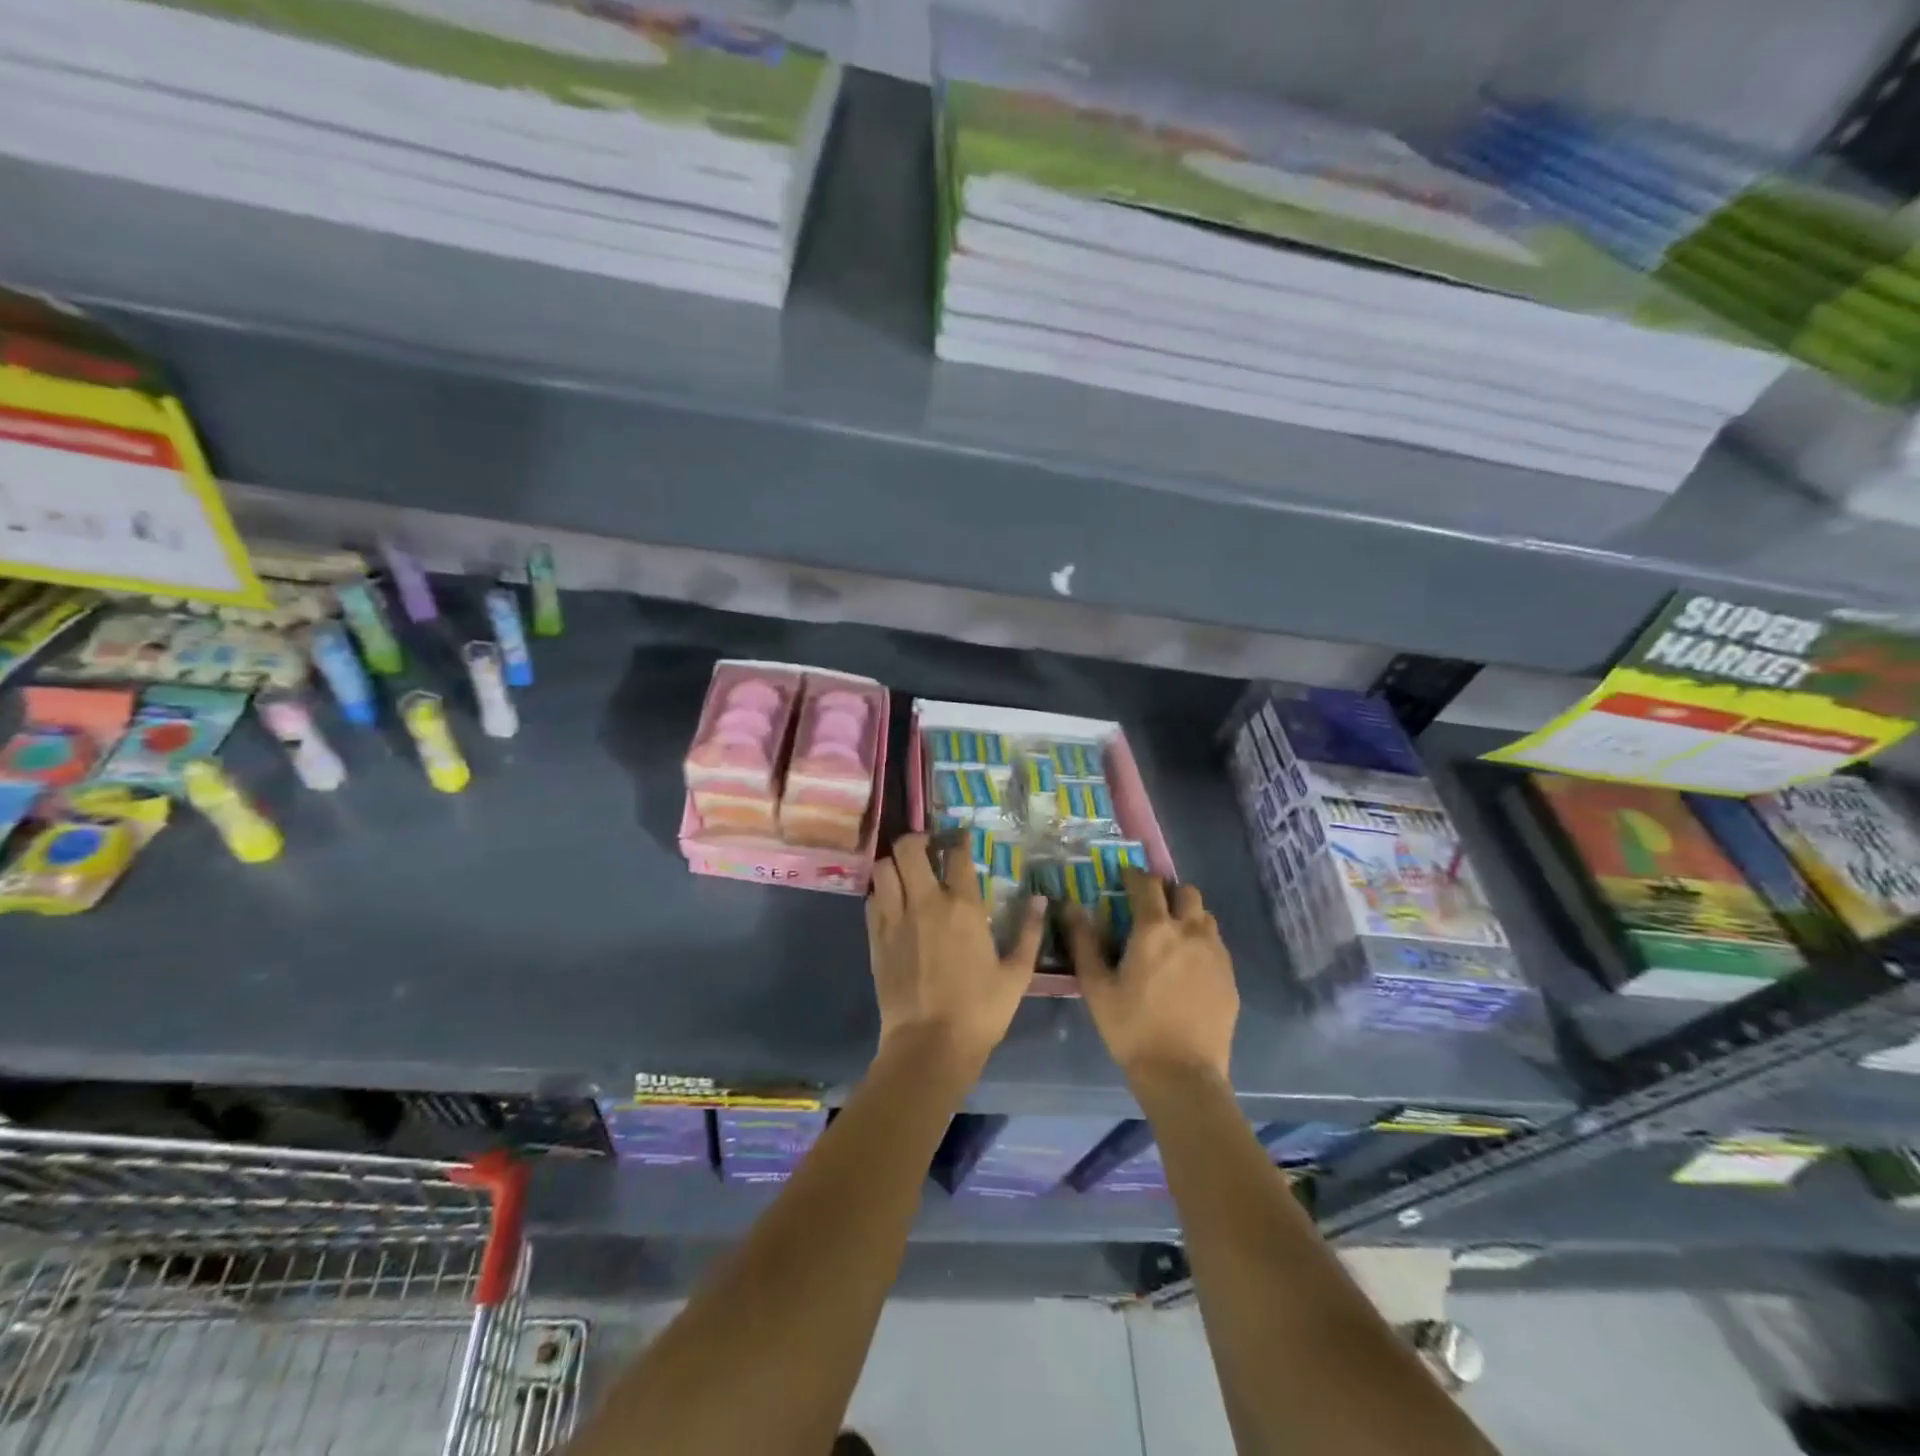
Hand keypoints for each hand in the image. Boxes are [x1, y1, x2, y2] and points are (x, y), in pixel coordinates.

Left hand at [867, 832, 1046, 1067]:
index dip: (959, 840)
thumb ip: (1029, 933)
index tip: (961, 838)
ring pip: (884, 868)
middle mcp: (926, 903)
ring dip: (894, 863)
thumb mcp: (1016, 974)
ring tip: (905, 872)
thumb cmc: (980, 1011)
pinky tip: (891, 902)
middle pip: (909, 849)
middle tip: (927, 847)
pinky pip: (872, 900)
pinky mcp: (876, 939)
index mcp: (963, 907)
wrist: (929, 1045)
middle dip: (917, 839)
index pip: (957, 856)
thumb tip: (1041, 901)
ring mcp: (896, 919)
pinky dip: (881, 893)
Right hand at [1067, 870, 1237, 1084]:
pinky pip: (1216, 944)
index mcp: (1154, 929)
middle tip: (1149, 907)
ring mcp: (1215, 953)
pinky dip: (1201, 941)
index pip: (1147, 884)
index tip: (1124, 877)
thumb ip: (1083, 942)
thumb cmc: (1131, 1028)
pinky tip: (1188, 965)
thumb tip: (1069, 906)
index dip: (1134, 875)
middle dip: (1167, 891)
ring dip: (1187, 914)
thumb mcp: (1096, 986)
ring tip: (1171, 935)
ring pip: (1204, 916)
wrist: (1182, 1075)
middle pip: (1185, 891)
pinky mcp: (1229, 976)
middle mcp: (1189, 931)